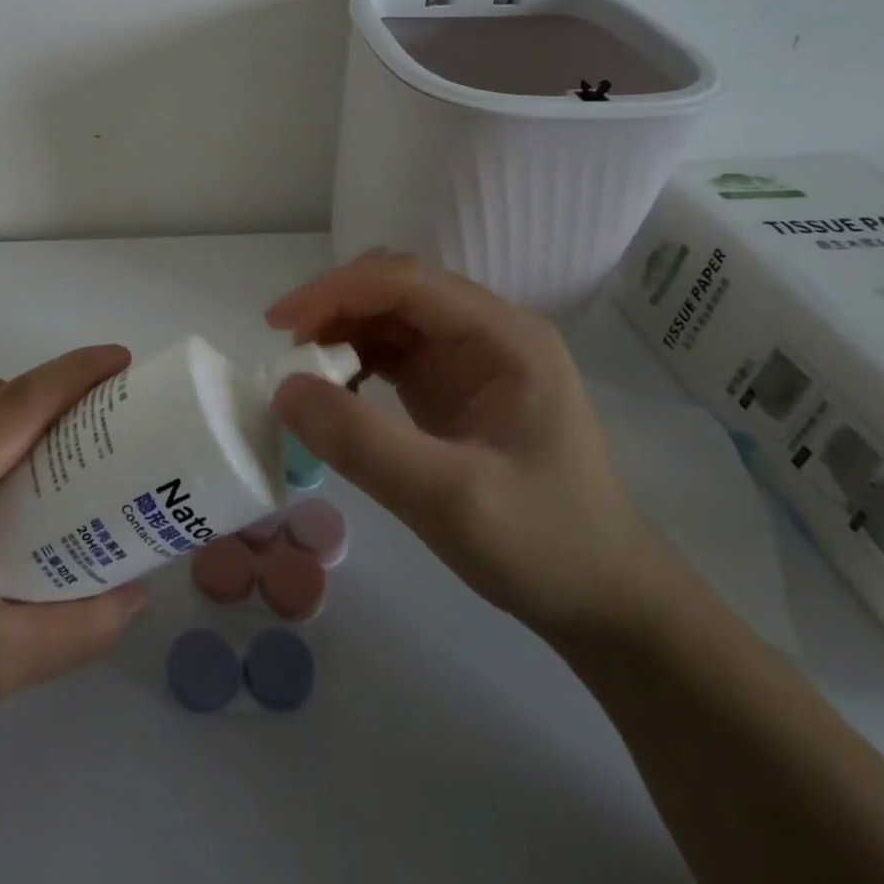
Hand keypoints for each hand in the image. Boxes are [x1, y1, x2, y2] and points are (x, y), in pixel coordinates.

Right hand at [266, 252, 670, 637]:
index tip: (277, 325)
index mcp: (504, 335)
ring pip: (389, 316)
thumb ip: (362, 442)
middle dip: (334, 306)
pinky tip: (335, 390)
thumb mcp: (447, 498)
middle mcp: (488, 331)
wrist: (605, 602)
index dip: (334, 291)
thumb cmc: (542, 545)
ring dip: (341, 332)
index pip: (404, 281)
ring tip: (302, 372)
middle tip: (286, 348)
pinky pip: (393, 351)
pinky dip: (355, 360)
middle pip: (395, 288)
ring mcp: (472, 358)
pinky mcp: (454, 386)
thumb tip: (283, 388)